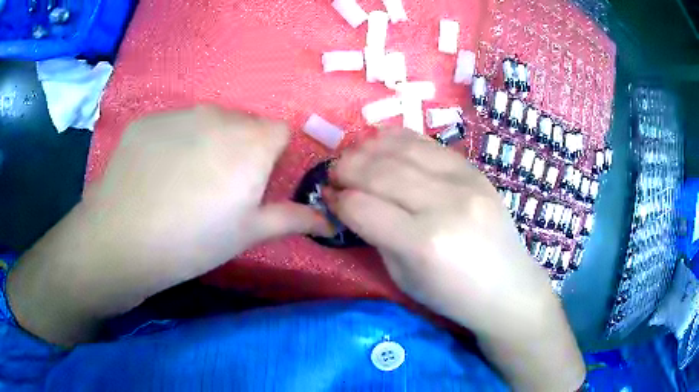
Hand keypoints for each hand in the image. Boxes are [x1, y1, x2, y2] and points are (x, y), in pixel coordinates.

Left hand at [8, 106, 329, 344]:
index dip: (273, 157)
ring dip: (207, 143)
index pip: (280, 132)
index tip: (256, 184)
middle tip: (217, 188)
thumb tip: (329, 223)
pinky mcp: (148, 120)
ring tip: (183, 182)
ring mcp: (179, 113)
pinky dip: (174, 143)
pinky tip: (156, 174)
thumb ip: (291, 219)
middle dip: (241, 149)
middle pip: (244, 124)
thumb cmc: (193, 242)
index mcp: (251, 142)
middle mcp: (219, 115)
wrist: (122, 239)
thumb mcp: (247, 234)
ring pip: (208, 121)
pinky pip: (173, 125)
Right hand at [329, 129, 554, 337]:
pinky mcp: (475, 170)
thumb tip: (350, 202)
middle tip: (333, 173)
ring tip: (353, 156)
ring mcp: (465, 181)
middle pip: (379, 171)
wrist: (507, 287)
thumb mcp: (404, 277)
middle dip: (346, 168)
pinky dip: (398, 139)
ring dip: (367, 148)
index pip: (362, 207)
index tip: (328, 197)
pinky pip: (428, 143)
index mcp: (423, 243)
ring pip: (402, 148)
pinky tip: (382, 144)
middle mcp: (444, 204)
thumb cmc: (453, 295)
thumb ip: (376, 235)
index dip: (337, 199)